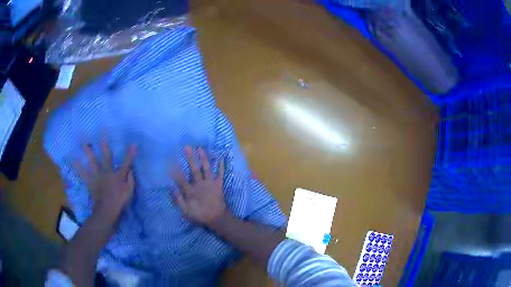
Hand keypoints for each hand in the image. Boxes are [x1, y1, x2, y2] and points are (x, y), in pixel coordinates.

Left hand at [74, 142, 136, 221]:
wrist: (107, 211)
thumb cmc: (120, 203)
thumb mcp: (130, 193)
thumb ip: (131, 180)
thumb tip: (131, 169)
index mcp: (118, 176)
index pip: (126, 163)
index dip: (130, 154)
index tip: (133, 144)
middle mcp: (107, 172)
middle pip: (106, 157)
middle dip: (105, 145)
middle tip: (102, 132)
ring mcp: (98, 177)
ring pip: (93, 162)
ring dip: (88, 152)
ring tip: (84, 142)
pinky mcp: (91, 182)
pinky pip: (83, 174)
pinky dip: (78, 167)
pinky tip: (74, 160)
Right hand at [173, 146, 225, 225]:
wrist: (217, 218)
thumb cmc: (200, 215)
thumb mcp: (186, 211)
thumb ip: (178, 200)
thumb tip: (172, 189)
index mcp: (191, 191)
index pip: (181, 178)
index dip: (175, 170)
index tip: (171, 160)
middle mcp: (200, 184)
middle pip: (194, 170)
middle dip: (190, 158)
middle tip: (187, 147)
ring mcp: (210, 184)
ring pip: (206, 169)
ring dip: (203, 159)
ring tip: (200, 148)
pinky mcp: (218, 185)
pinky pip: (220, 175)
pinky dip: (221, 167)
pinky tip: (221, 158)